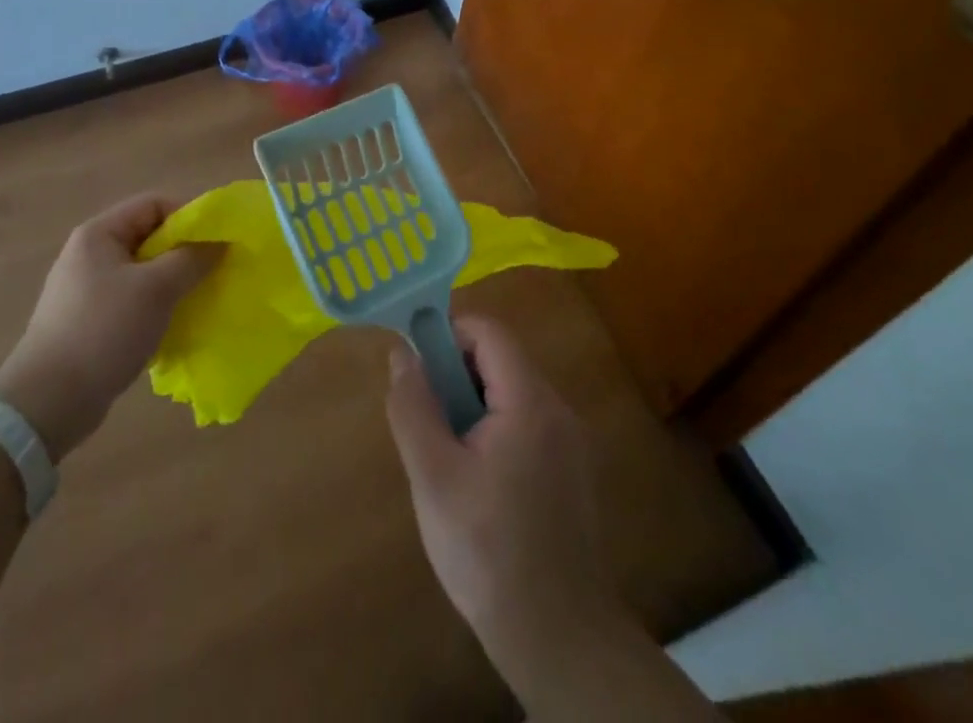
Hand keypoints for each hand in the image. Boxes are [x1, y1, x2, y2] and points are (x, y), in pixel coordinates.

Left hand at [0, 194, 221, 460]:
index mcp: (99, 234)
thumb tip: (219, 242)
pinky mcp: (89, 322)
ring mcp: (87, 289)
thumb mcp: (156, 289)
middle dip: (184, 252)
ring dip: (173, 282)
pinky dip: (156, 308)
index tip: (217, 241)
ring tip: (199, 299)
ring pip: (144, 272)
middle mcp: (90, 254)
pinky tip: (174, 326)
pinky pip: (133, 301)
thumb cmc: (104, 330)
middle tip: (214, 271)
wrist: (48, 402)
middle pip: (149, 237)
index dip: (188, 216)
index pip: (153, 204)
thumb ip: (191, 259)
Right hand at [385, 316, 617, 652]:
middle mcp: (558, 411)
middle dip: (455, 374)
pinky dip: (492, 429)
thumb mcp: (434, 477)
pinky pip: (524, 423)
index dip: (447, 334)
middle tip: (425, 418)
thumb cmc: (488, 552)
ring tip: (443, 455)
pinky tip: (473, 480)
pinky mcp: (569, 471)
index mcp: (530, 402)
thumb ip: (414, 407)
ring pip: (510, 393)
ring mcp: (569, 442)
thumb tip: (403, 353)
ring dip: (471, 404)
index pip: (488, 332)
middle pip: (500, 359)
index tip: (416, 366)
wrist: (558, 640)